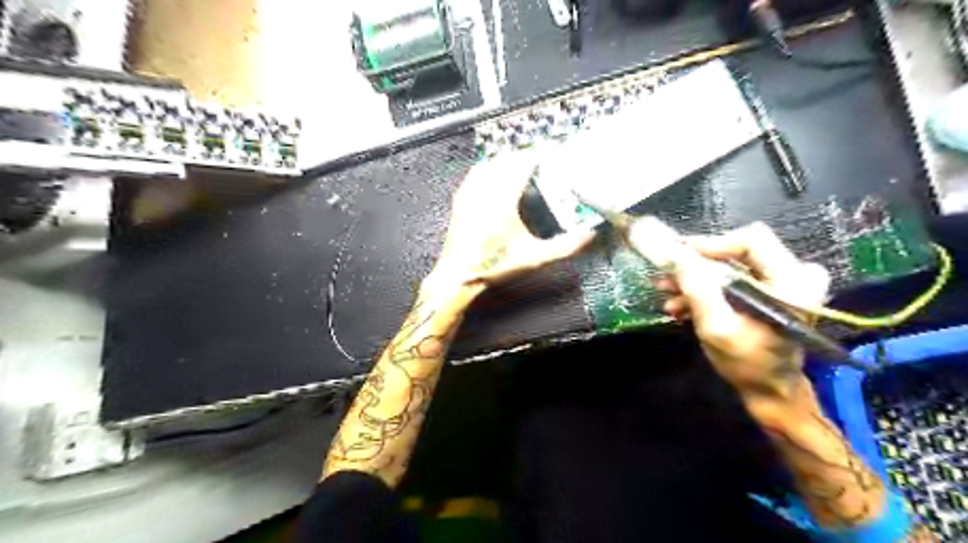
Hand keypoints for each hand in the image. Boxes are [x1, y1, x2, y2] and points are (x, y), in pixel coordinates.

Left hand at [426, 150, 594, 290]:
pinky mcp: (460, 201)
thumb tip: (589, 234)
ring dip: (506, 161)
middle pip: (506, 160)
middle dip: (523, 156)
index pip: (522, 164)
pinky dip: (488, 168)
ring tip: (520, 165)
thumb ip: (564, 247)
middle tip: (539, 160)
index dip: (537, 155)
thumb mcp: (534, 258)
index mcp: (503, 200)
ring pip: (489, 164)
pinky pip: (475, 174)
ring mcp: (469, 194)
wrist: (458, 277)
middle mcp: (485, 191)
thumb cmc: (495, 266)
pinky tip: (494, 175)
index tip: (550, 153)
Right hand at [658, 223, 830, 418]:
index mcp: (791, 282)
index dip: (712, 244)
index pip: (751, 241)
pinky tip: (680, 303)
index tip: (679, 255)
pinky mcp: (767, 291)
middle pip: (737, 250)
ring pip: (730, 264)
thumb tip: (673, 254)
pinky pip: (732, 277)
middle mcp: (793, 274)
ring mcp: (780, 282)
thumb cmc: (747, 364)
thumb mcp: (717, 328)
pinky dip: (705, 287)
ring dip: (695, 277)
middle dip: (697, 263)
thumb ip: (697, 289)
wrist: (768, 389)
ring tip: (667, 291)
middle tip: (666, 273)